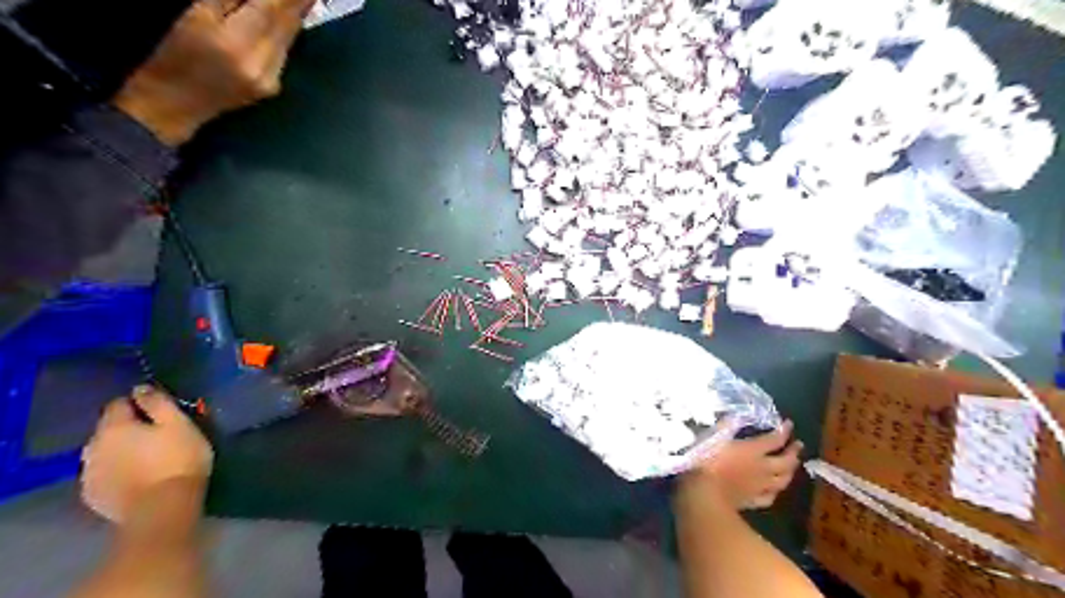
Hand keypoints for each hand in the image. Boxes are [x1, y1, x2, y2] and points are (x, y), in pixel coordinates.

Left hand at [82, 387, 211, 521]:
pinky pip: (103, 474)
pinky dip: (117, 471)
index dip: (139, 403)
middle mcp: (93, 447)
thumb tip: (140, 388)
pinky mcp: (93, 495)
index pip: (118, 403)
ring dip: (120, 450)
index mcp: (114, 427)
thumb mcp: (179, 424)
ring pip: (103, 453)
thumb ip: (158, 403)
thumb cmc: (178, 459)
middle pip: (108, 429)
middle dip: (128, 428)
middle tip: (157, 435)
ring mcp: (89, 474)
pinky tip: (137, 477)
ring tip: (147, 457)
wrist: (162, 508)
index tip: (160, 410)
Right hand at [117, 1, 317, 143]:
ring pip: (288, 37)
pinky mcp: (271, 87)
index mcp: (232, 42)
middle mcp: (258, 63)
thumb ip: (225, 0)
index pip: (268, 7)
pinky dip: (286, 31)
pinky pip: (283, 52)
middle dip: (295, 1)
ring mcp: (269, 78)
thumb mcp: (192, 15)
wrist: (170, 105)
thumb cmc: (165, 54)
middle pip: (285, 22)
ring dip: (294, 13)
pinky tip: (288, 17)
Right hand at [682, 420, 797, 508]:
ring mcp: (759, 487)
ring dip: (790, 472)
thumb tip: (736, 416)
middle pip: (785, 461)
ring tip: (793, 467)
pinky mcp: (752, 501)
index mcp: (752, 450)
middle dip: (793, 452)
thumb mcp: (713, 437)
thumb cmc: (706, 461)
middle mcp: (762, 468)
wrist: (703, 494)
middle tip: (798, 445)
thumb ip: (726, 426)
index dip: (784, 431)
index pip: (774, 439)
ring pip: (782, 480)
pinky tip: (774, 490)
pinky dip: (775, 492)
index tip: (789, 424)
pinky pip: (769, 497)